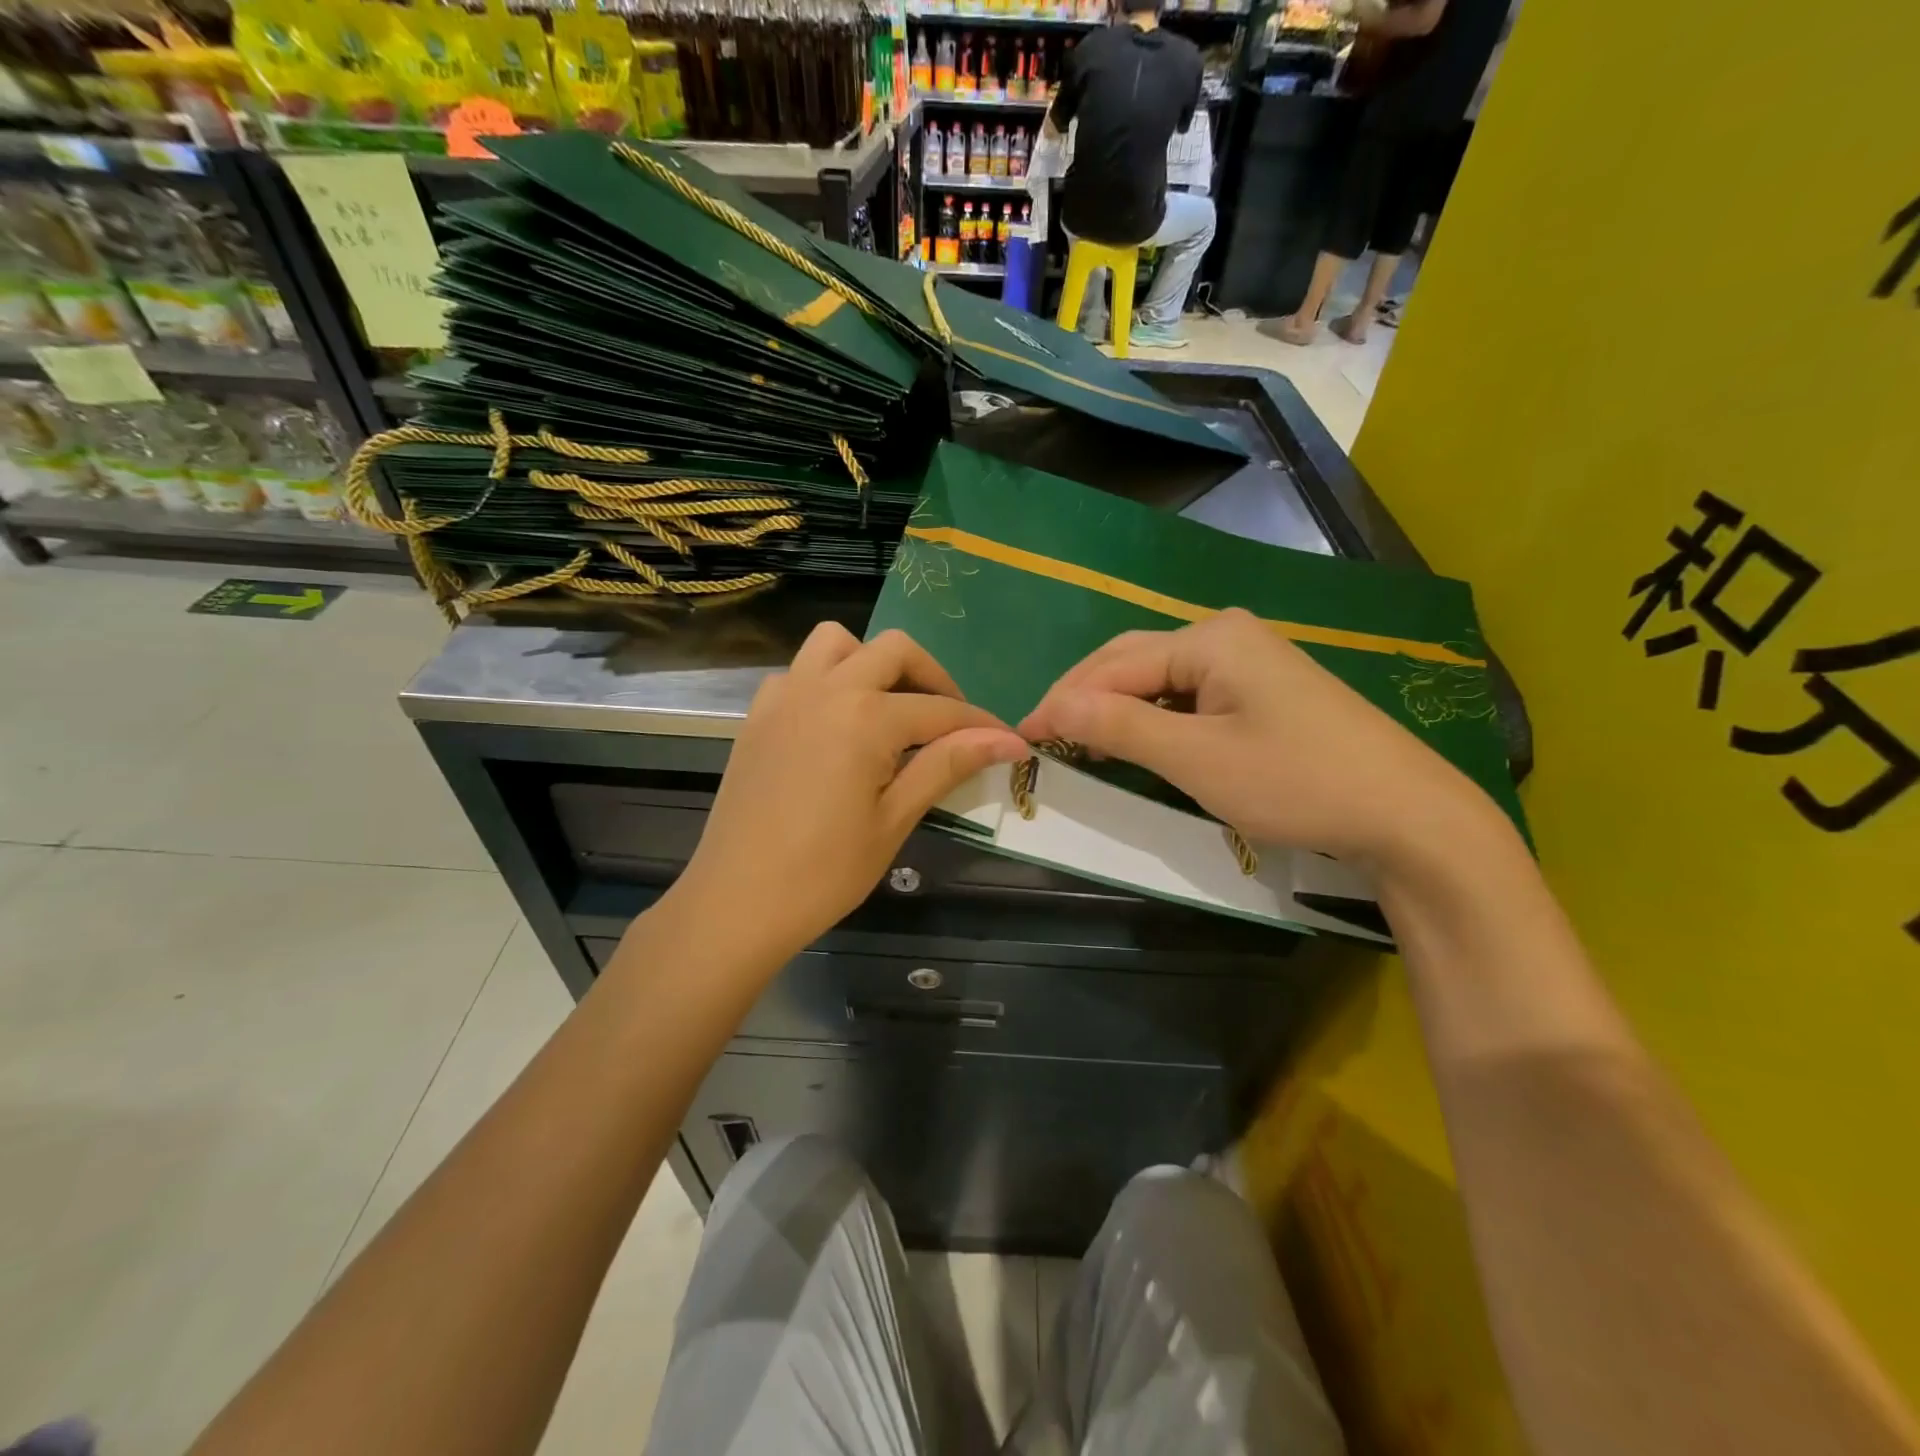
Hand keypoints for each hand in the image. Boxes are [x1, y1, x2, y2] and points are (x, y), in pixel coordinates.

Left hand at [674, 624, 1027, 961]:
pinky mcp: (759, 714)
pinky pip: (799, 671)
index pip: (941, 709)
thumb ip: (948, 765)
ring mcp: (785, 696)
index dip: (982, 726)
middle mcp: (825, 688)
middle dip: (933, 678)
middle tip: (950, 723)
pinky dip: (828, 680)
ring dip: (874, 663)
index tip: (1011, 742)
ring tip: (890, 710)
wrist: (736, 902)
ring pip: (838, 643)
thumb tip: (1007, 740)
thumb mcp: (895, 818)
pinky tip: (837, 725)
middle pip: (895, 650)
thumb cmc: (824, 872)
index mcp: (864, 716)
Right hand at [1018, 609, 1498, 873]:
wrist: (1406, 814)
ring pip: (1160, 679)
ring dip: (1116, 706)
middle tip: (1043, 734)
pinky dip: (1153, 718)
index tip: (1021, 735)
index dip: (1063, 700)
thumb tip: (1053, 706)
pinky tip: (1135, 739)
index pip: (1114, 665)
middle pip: (1134, 661)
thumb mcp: (1197, 759)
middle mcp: (1226, 635)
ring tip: (1077, 738)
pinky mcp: (1263, 690)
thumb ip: (1121, 726)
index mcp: (1210, 638)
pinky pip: (1189, 696)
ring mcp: (1249, 661)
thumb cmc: (1296, 782)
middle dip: (1085, 696)